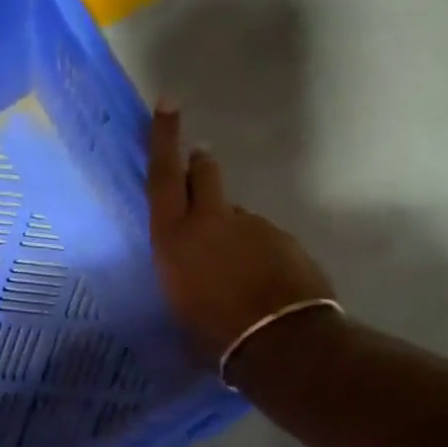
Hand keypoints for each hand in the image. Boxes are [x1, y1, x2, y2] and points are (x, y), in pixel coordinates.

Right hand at [146, 103, 336, 364]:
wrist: (279, 343)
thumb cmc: (212, 337)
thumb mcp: (177, 308)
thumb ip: (181, 273)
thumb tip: (187, 265)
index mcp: (174, 238)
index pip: (164, 176)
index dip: (164, 138)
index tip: (168, 103)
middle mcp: (211, 222)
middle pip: (204, 173)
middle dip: (199, 166)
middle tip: (198, 166)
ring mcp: (252, 226)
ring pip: (235, 212)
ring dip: (229, 226)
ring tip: (233, 268)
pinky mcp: (283, 239)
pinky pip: (262, 237)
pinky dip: (257, 250)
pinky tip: (259, 281)